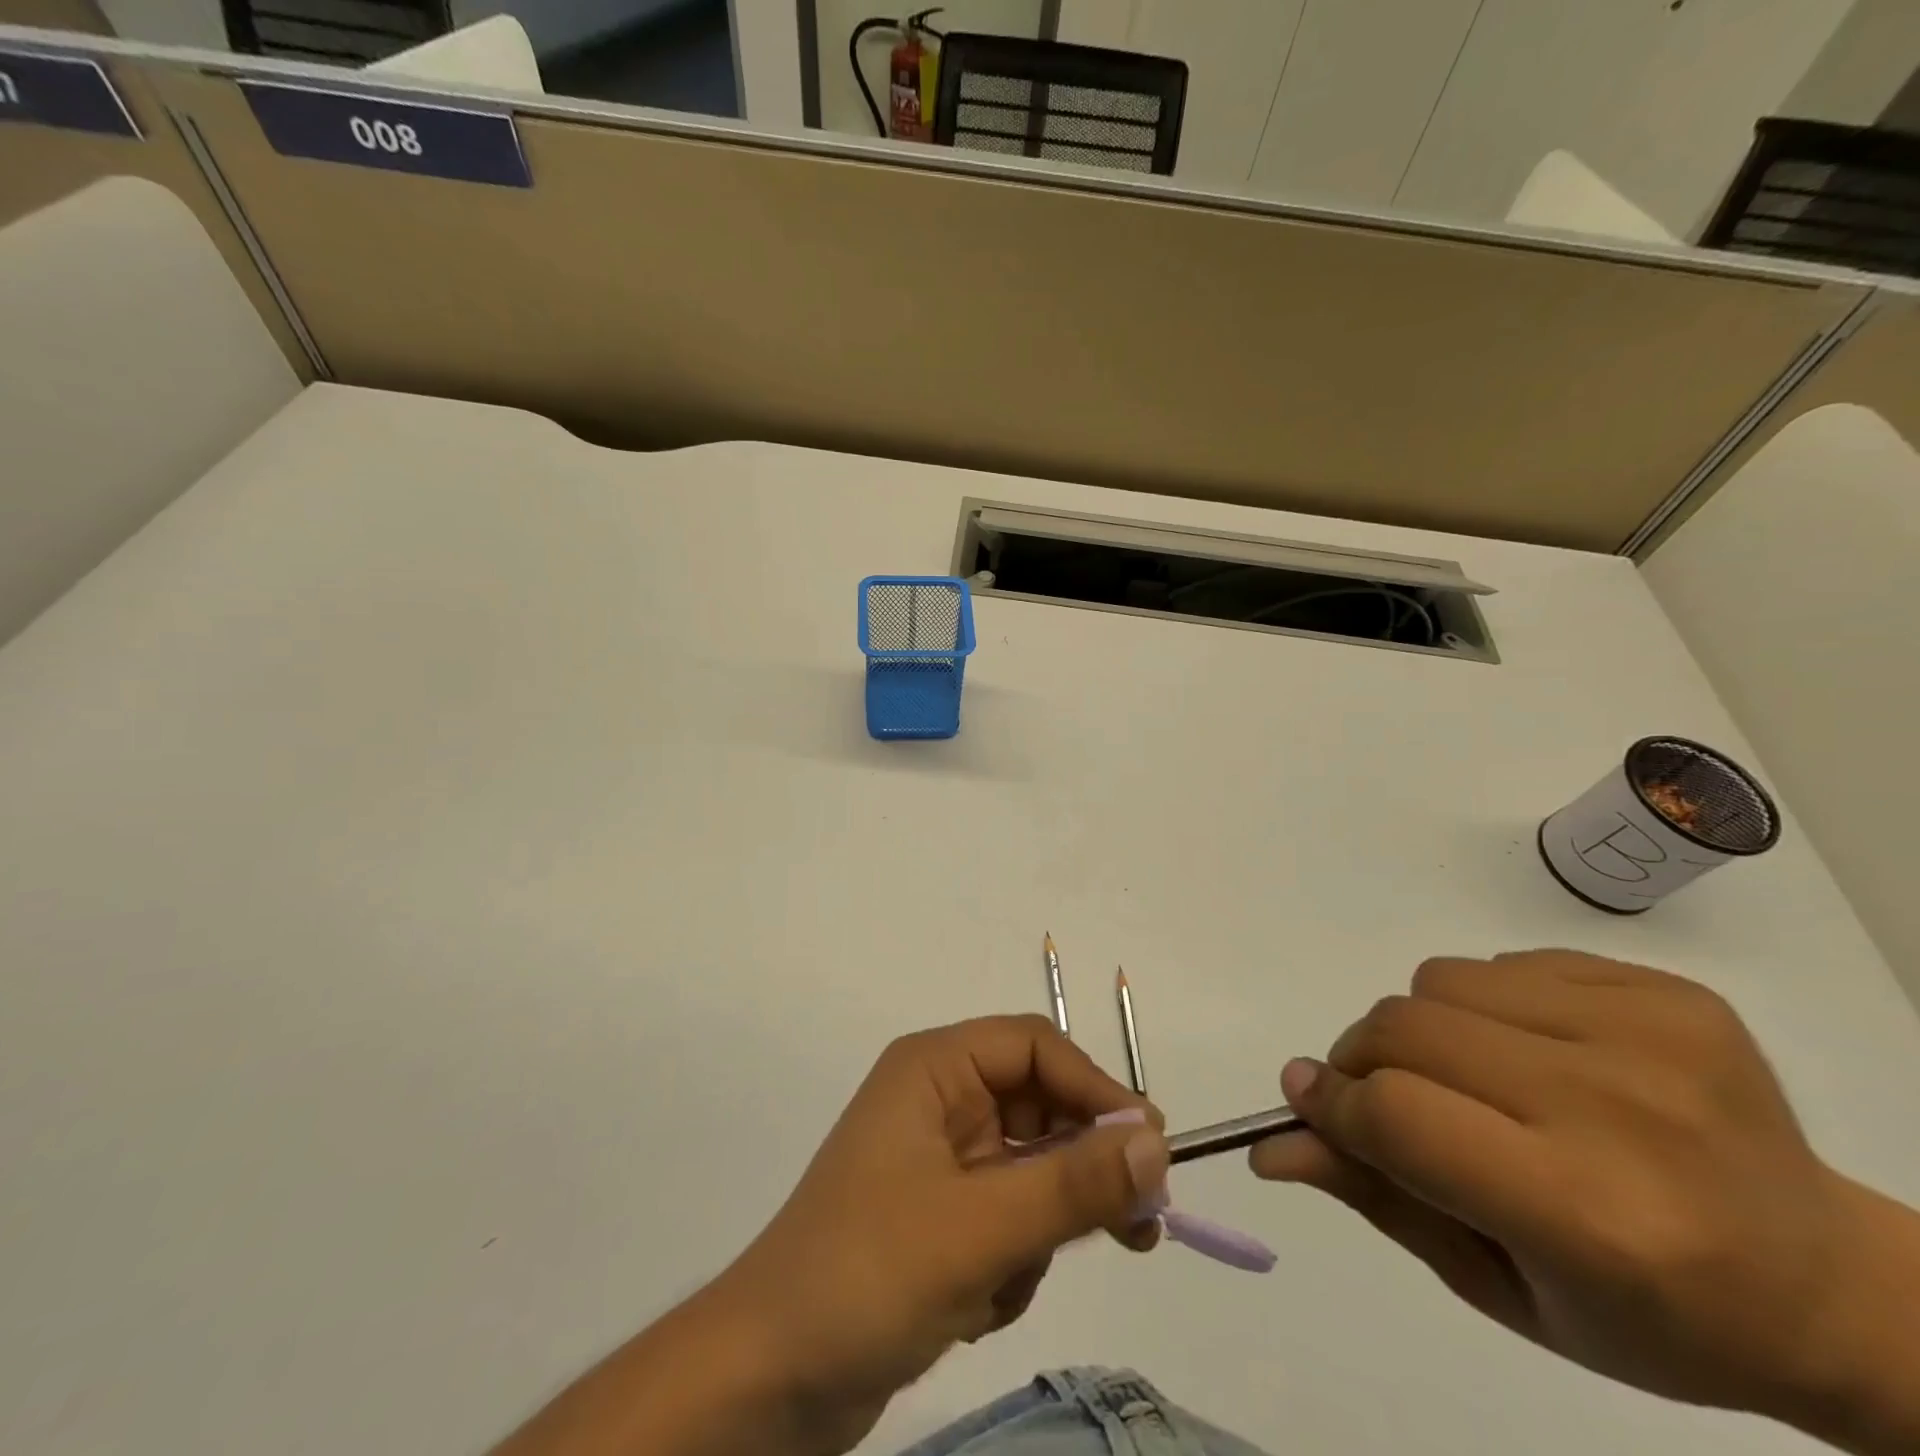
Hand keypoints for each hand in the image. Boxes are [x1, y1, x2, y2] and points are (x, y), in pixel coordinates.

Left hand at [708, 1015, 1169, 1451]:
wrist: (766, 1382)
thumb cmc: (868, 1274)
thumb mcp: (981, 1228)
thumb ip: (1073, 1183)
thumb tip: (1158, 1141)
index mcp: (935, 1069)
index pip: (1035, 1048)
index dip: (1096, 1089)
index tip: (1152, 1149)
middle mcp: (939, 1100)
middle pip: (1039, 1108)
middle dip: (1079, 1170)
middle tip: (1139, 1227)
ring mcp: (939, 1160)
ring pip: (1031, 1172)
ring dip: (1038, 1230)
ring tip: (1007, 1283)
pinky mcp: (940, 1218)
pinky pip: (1008, 1219)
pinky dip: (1009, 1262)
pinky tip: (974, 1308)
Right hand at [1249, 950, 1919, 1449]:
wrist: (1825, 1282)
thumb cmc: (1649, 1315)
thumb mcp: (1497, 1287)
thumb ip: (1376, 1198)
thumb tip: (1272, 1143)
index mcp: (1591, 1216)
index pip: (1400, 1114)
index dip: (1336, 1104)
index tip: (1311, 1103)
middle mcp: (1623, 1111)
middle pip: (1404, 1029)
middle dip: (1363, 1060)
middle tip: (1385, 1097)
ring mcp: (1653, 1035)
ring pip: (1439, 982)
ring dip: (1422, 1028)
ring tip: (1473, 1080)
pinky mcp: (1668, 992)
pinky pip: (1502, 962)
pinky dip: (1485, 1005)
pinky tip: (1537, 1056)